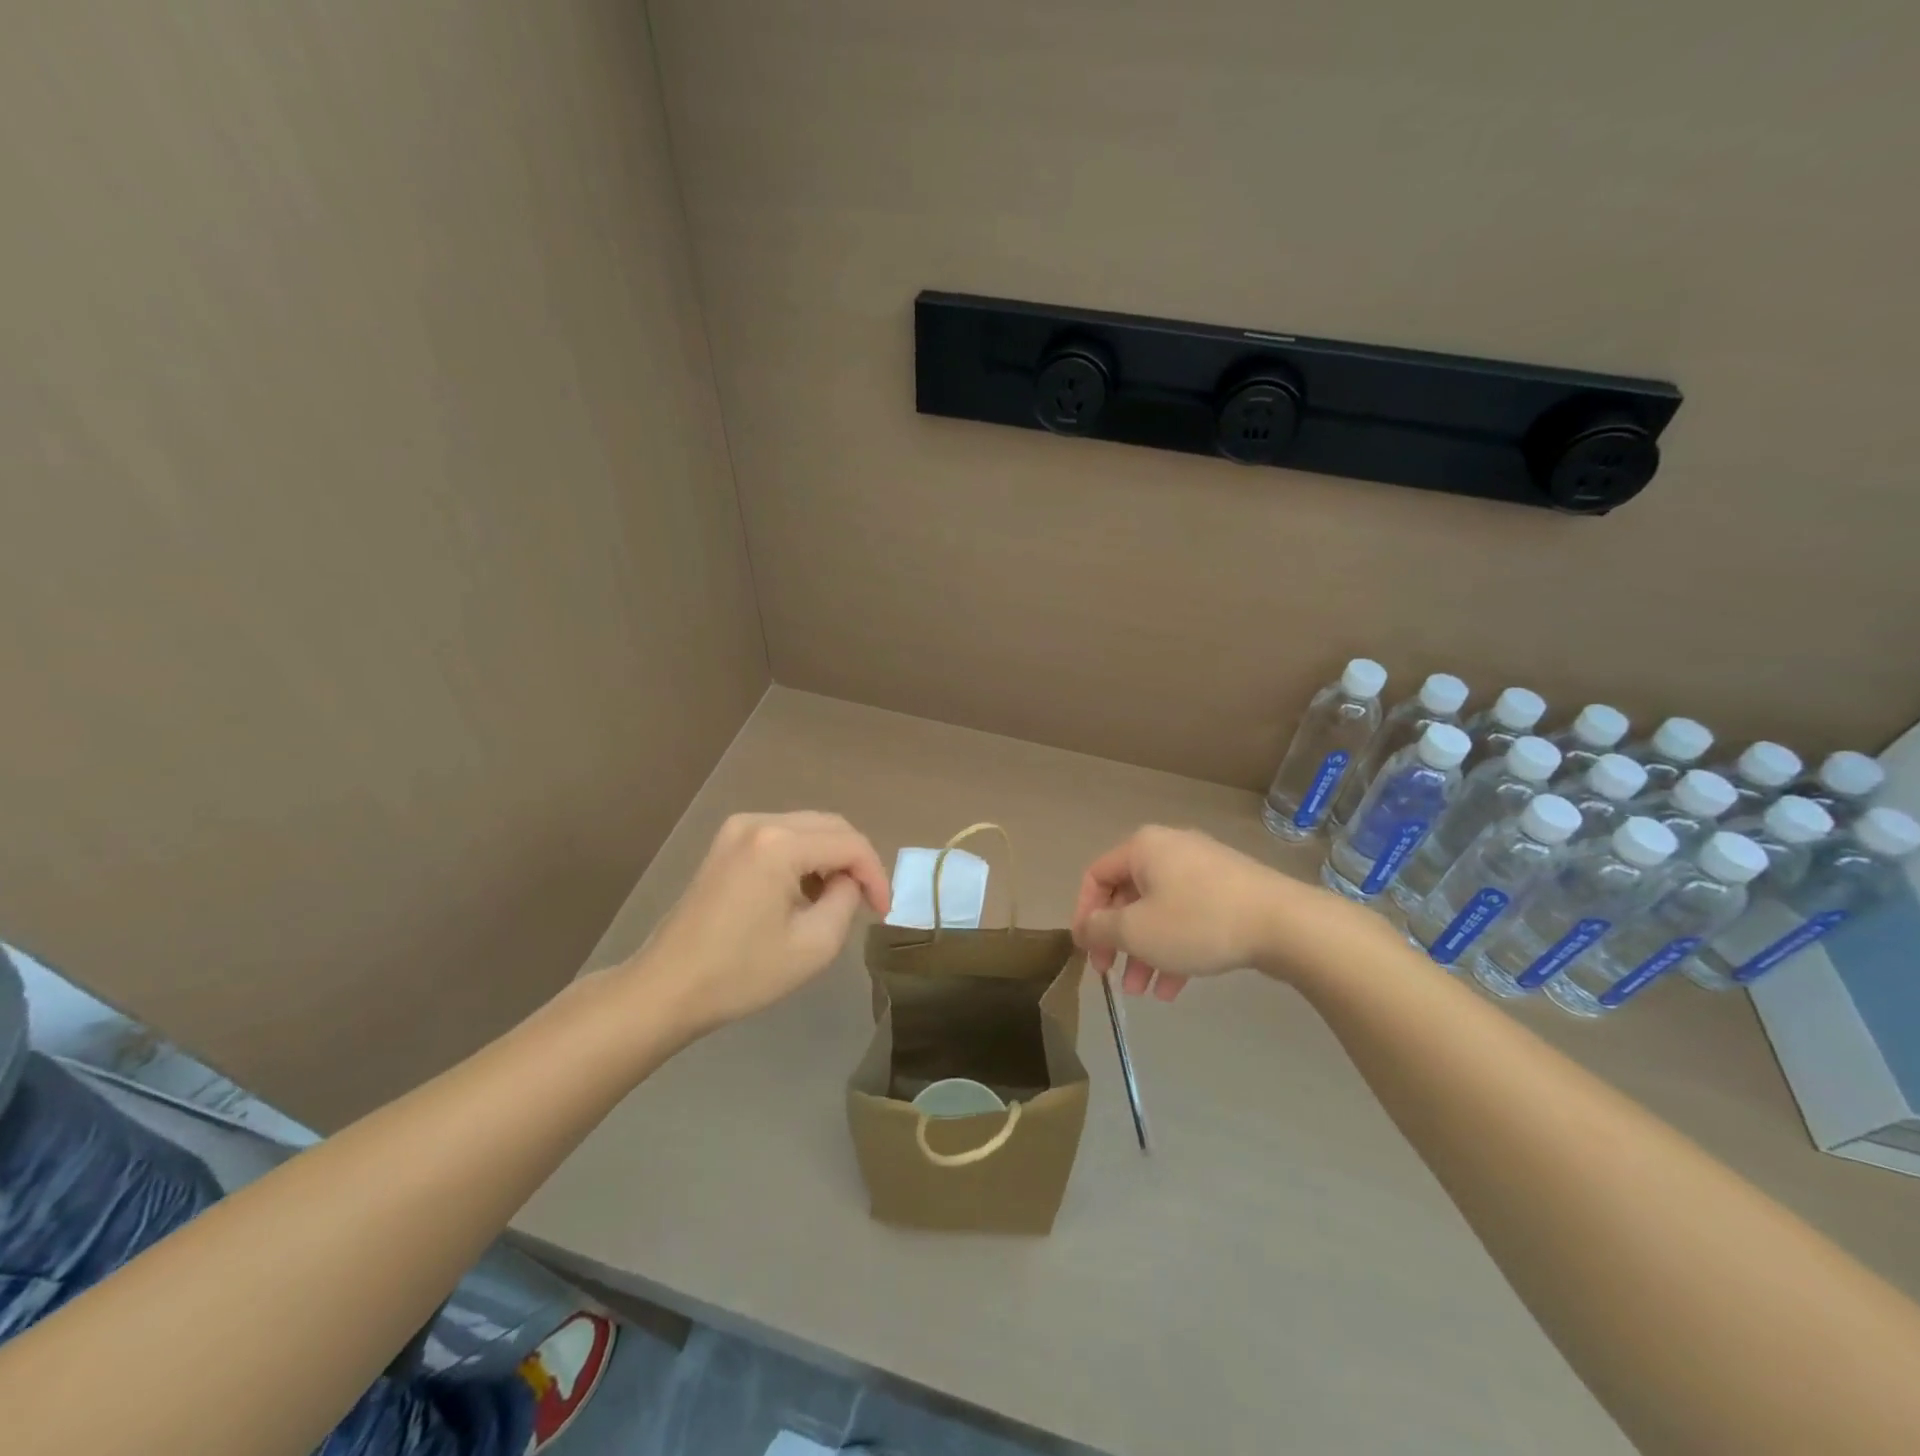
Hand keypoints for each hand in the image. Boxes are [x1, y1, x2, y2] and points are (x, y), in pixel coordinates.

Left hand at [623, 812, 889, 1035]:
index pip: (850, 844)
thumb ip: (847, 900)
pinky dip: (804, 858)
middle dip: (855, 862)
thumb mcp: (814, 944)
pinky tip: (802, 893)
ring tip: (835, 901)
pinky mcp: (726, 843)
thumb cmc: (741, 973)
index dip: (876, 874)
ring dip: (830, 859)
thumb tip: (848, 881)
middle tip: (867, 902)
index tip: (883, 911)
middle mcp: (759, 822)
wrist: (667, 988)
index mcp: (779, 844)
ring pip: (808, 828)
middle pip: (831, 826)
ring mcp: (737, 829)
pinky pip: (782, 836)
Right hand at [1072, 826, 1292, 999]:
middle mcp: (1170, 849)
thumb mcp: (1136, 930)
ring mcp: (1204, 869)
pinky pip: (1189, 917)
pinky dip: (1176, 948)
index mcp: (1143, 848)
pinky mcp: (1230, 891)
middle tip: (1111, 975)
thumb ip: (1100, 928)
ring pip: (1160, 912)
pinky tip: (1175, 989)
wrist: (1285, 924)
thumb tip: (1085, 927)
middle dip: (1118, 941)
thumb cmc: (1197, 921)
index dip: (1084, 915)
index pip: (1096, 877)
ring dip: (1146, 952)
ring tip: (1143, 993)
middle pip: (1129, 897)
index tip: (1085, 952)